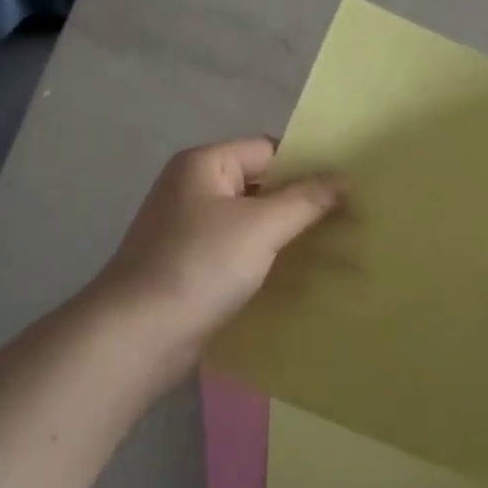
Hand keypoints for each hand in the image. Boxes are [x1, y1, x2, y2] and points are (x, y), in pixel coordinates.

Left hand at [90, 138, 344, 365]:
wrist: (136, 338)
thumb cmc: (199, 267)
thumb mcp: (261, 227)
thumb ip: (306, 200)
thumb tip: (344, 179)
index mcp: (204, 164)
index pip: (269, 149)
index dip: (309, 165)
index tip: (349, 187)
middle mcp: (194, 188)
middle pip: (261, 184)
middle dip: (302, 201)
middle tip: (351, 218)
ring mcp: (189, 229)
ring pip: (252, 220)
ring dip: (287, 232)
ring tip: (335, 246)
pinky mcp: (191, 265)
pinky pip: (239, 249)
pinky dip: (266, 257)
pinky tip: (299, 274)